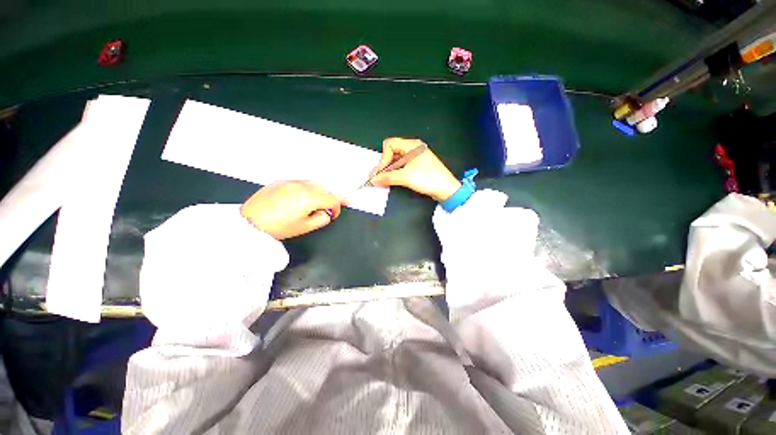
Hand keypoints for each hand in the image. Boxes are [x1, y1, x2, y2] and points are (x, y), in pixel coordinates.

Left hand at [241, 181, 342, 239]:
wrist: (250, 223)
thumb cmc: (275, 227)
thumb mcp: (305, 227)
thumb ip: (322, 219)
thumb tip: (327, 214)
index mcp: (309, 198)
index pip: (333, 199)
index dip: (338, 207)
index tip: (335, 213)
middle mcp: (302, 186)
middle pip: (326, 189)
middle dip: (330, 199)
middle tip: (330, 208)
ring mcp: (291, 182)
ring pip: (315, 183)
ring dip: (320, 192)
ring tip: (317, 204)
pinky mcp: (282, 182)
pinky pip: (302, 182)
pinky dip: (308, 189)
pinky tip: (304, 198)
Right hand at [370, 138, 461, 200]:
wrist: (446, 190)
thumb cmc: (430, 179)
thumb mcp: (406, 177)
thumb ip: (388, 177)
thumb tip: (374, 179)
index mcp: (412, 146)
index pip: (390, 145)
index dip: (383, 158)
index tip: (381, 172)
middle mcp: (413, 149)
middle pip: (392, 152)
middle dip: (384, 165)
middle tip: (377, 177)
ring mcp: (415, 158)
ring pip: (396, 161)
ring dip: (388, 170)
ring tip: (383, 180)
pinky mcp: (416, 167)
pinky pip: (401, 167)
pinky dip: (395, 173)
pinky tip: (391, 180)